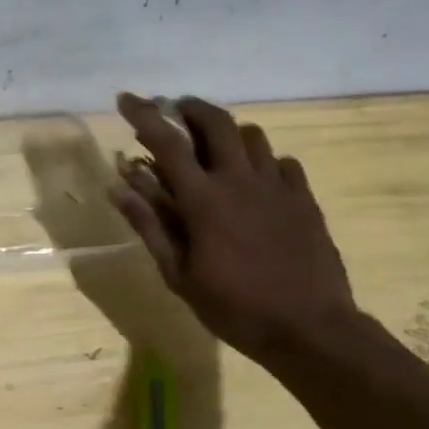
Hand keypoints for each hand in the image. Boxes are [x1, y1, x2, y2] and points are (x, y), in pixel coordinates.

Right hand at [110, 93, 358, 361]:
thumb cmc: (235, 307)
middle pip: (216, 121)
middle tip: (176, 110)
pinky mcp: (305, 199)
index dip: (143, 115)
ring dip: (228, 133)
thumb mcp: (179, 275)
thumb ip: (149, 225)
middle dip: (192, 107)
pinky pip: (283, 163)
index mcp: (204, 199)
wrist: (312, 330)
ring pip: (253, 135)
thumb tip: (116, 187)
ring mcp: (278, 187)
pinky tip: (258, 181)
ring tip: (216, 147)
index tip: (126, 98)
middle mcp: (240, 180)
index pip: (168, 142)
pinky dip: (264, 161)